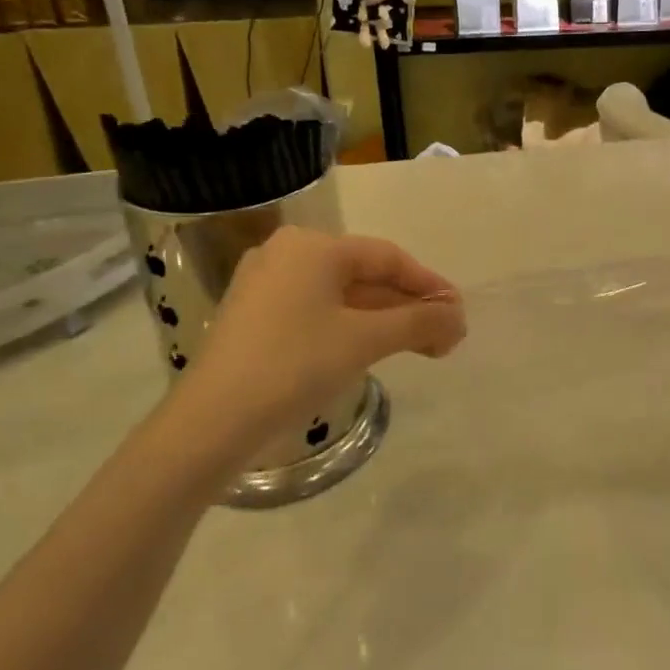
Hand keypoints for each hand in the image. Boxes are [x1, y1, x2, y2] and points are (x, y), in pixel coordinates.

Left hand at [167, 227, 465, 469]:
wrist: (211, 423)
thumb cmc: (294, 366)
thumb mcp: (365, 340)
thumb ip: (419, 322)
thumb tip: (459, 318)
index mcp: (313, 246)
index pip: (388, 257)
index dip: (429, 285)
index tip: (458, 313)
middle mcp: (287, 254)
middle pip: (365, 276)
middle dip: (409, 307)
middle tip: (444, 337)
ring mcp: (265, 285)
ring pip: (341, 296)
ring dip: (384, 320)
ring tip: (420, 347)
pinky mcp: (254, 317)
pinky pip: (316, 311)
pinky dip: (350, 327)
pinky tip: (374, 349)